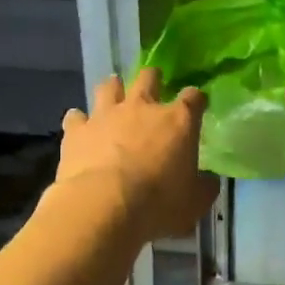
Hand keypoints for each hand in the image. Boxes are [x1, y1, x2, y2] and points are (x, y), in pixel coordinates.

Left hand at [56, 68, 216, 241]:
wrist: (104, 207)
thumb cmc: (158, 204)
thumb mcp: (194, 203)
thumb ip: (204, 187)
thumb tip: (209, 181)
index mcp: (178, 121)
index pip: (193, 97)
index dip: (196, 99)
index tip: (197, 105)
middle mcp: (142, 108)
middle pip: (148, 78)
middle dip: (153, 78)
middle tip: (154, 85)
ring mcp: (106, 115)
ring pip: (109, 86)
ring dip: (113, 88)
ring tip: (114, 94)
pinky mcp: (77, 130)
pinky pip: (76, 116)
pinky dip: (79, 120)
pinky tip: (80, 126)